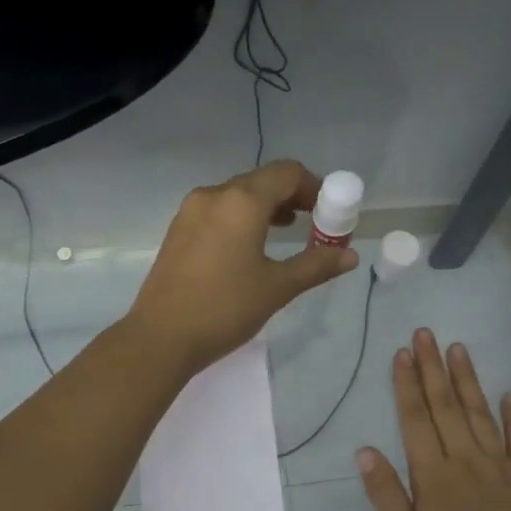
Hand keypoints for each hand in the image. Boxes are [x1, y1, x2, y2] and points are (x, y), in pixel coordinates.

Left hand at [127, 160, 359, 375]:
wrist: (161, 337)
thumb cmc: (225, 309)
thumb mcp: (277, 288)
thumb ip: (316, 265)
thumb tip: (349, 255)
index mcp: (242, 201)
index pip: (286, 173)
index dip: (314, 187)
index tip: (328, 211)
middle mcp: (214, 195)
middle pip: (261, 181)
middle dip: (291, 197)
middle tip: (312, 224)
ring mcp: (190, 211)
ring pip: (237, 196)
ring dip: (265, 208)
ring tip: (285, 233)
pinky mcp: (178, 231)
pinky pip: (218, 212)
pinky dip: (240, 219)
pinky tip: (249, 247)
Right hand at [358, 331, 510, 510]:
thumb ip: (387, 495)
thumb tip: (364, 452)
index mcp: (433, 475)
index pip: (416, 420)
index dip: (407, 385)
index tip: (403, 353)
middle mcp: (466, 459)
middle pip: (446, 407)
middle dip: (433, 369)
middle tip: (426, 334)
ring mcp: (502, 466)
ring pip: (481, 414)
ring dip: (468, 380)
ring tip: (459, 349)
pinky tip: (510, 395)